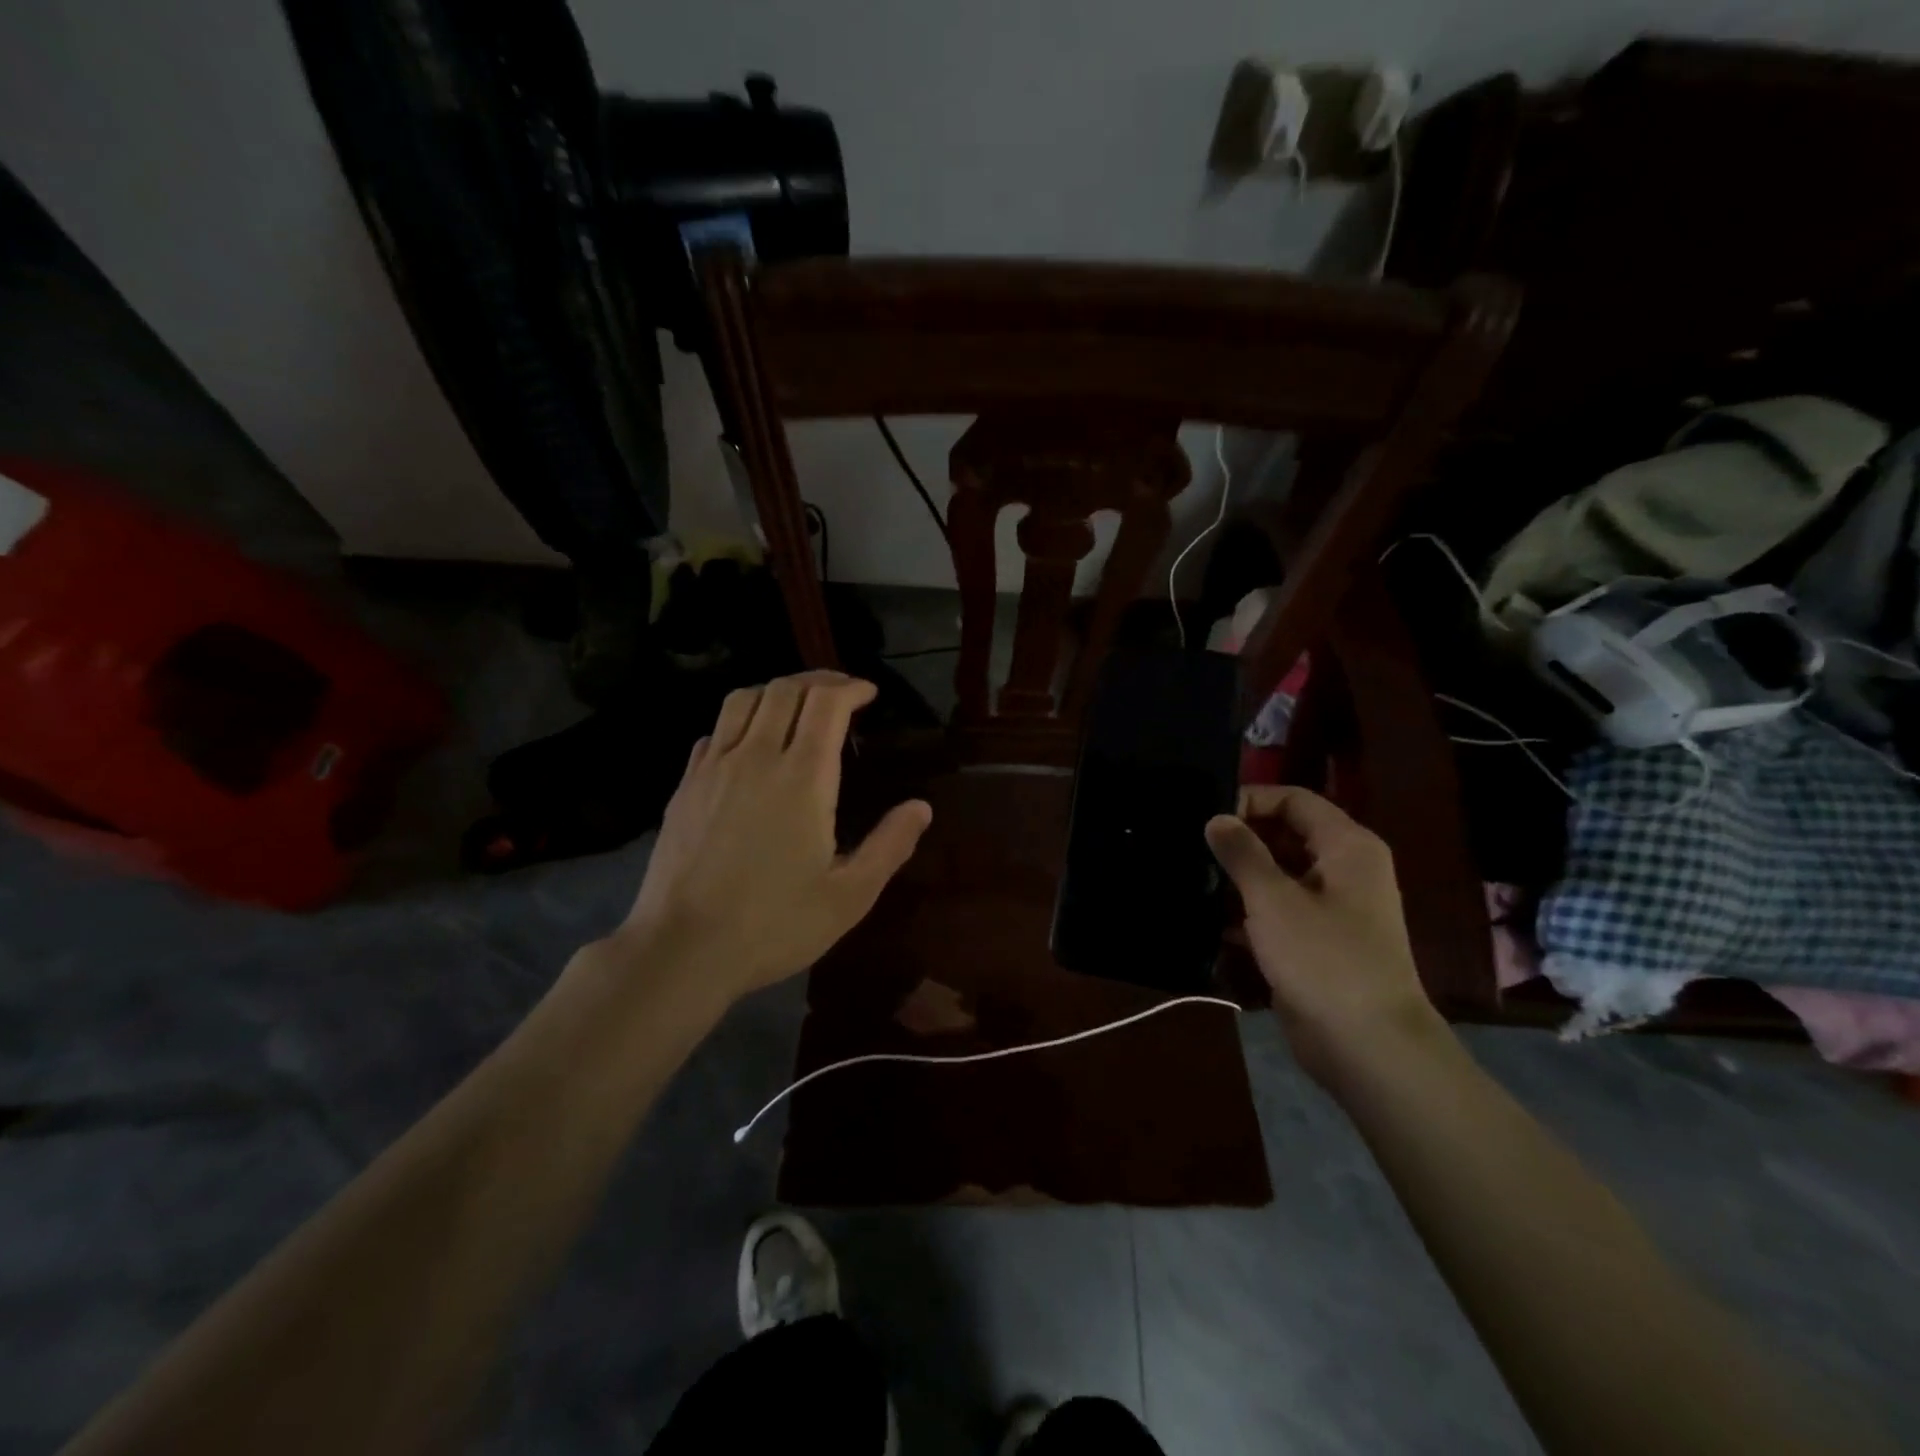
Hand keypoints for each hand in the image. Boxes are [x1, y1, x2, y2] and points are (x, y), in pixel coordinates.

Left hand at [611, 672, 931, 1003]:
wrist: (682, 949)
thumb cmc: (774, 924)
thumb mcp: (849, 896)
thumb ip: (890, 845)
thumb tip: (921, 807)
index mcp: (803, 778)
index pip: (826, 703)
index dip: (850, 687)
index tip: (869, 693)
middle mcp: (756, 757)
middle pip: (785, 690)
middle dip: (818, 681)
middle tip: (841, 692)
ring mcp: (714, 768)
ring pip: (743, 700)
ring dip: (776, 690)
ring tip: (796, 704)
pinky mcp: (685, 785)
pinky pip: (715, 730)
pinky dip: (740, 719)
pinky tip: (748, 742)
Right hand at [1205, 786, 1443, 1081]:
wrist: (1367, 1046)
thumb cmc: (1324, 959)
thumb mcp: (1274, 899)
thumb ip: (1242, 853)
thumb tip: (1217, 818)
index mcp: (1347, 847)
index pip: (1294, 800)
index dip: (1251, 801)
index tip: (1207, 817)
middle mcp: (1344, 870)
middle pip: (1286, 835)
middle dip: (1241, 840)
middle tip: (1192, 846)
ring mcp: (1332, 908)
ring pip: (1279, 875)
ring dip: (1239, 877)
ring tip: (1193, 877)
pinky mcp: (1317, 942)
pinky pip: (1278, 911)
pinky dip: (1249, 911)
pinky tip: (1210, 917)